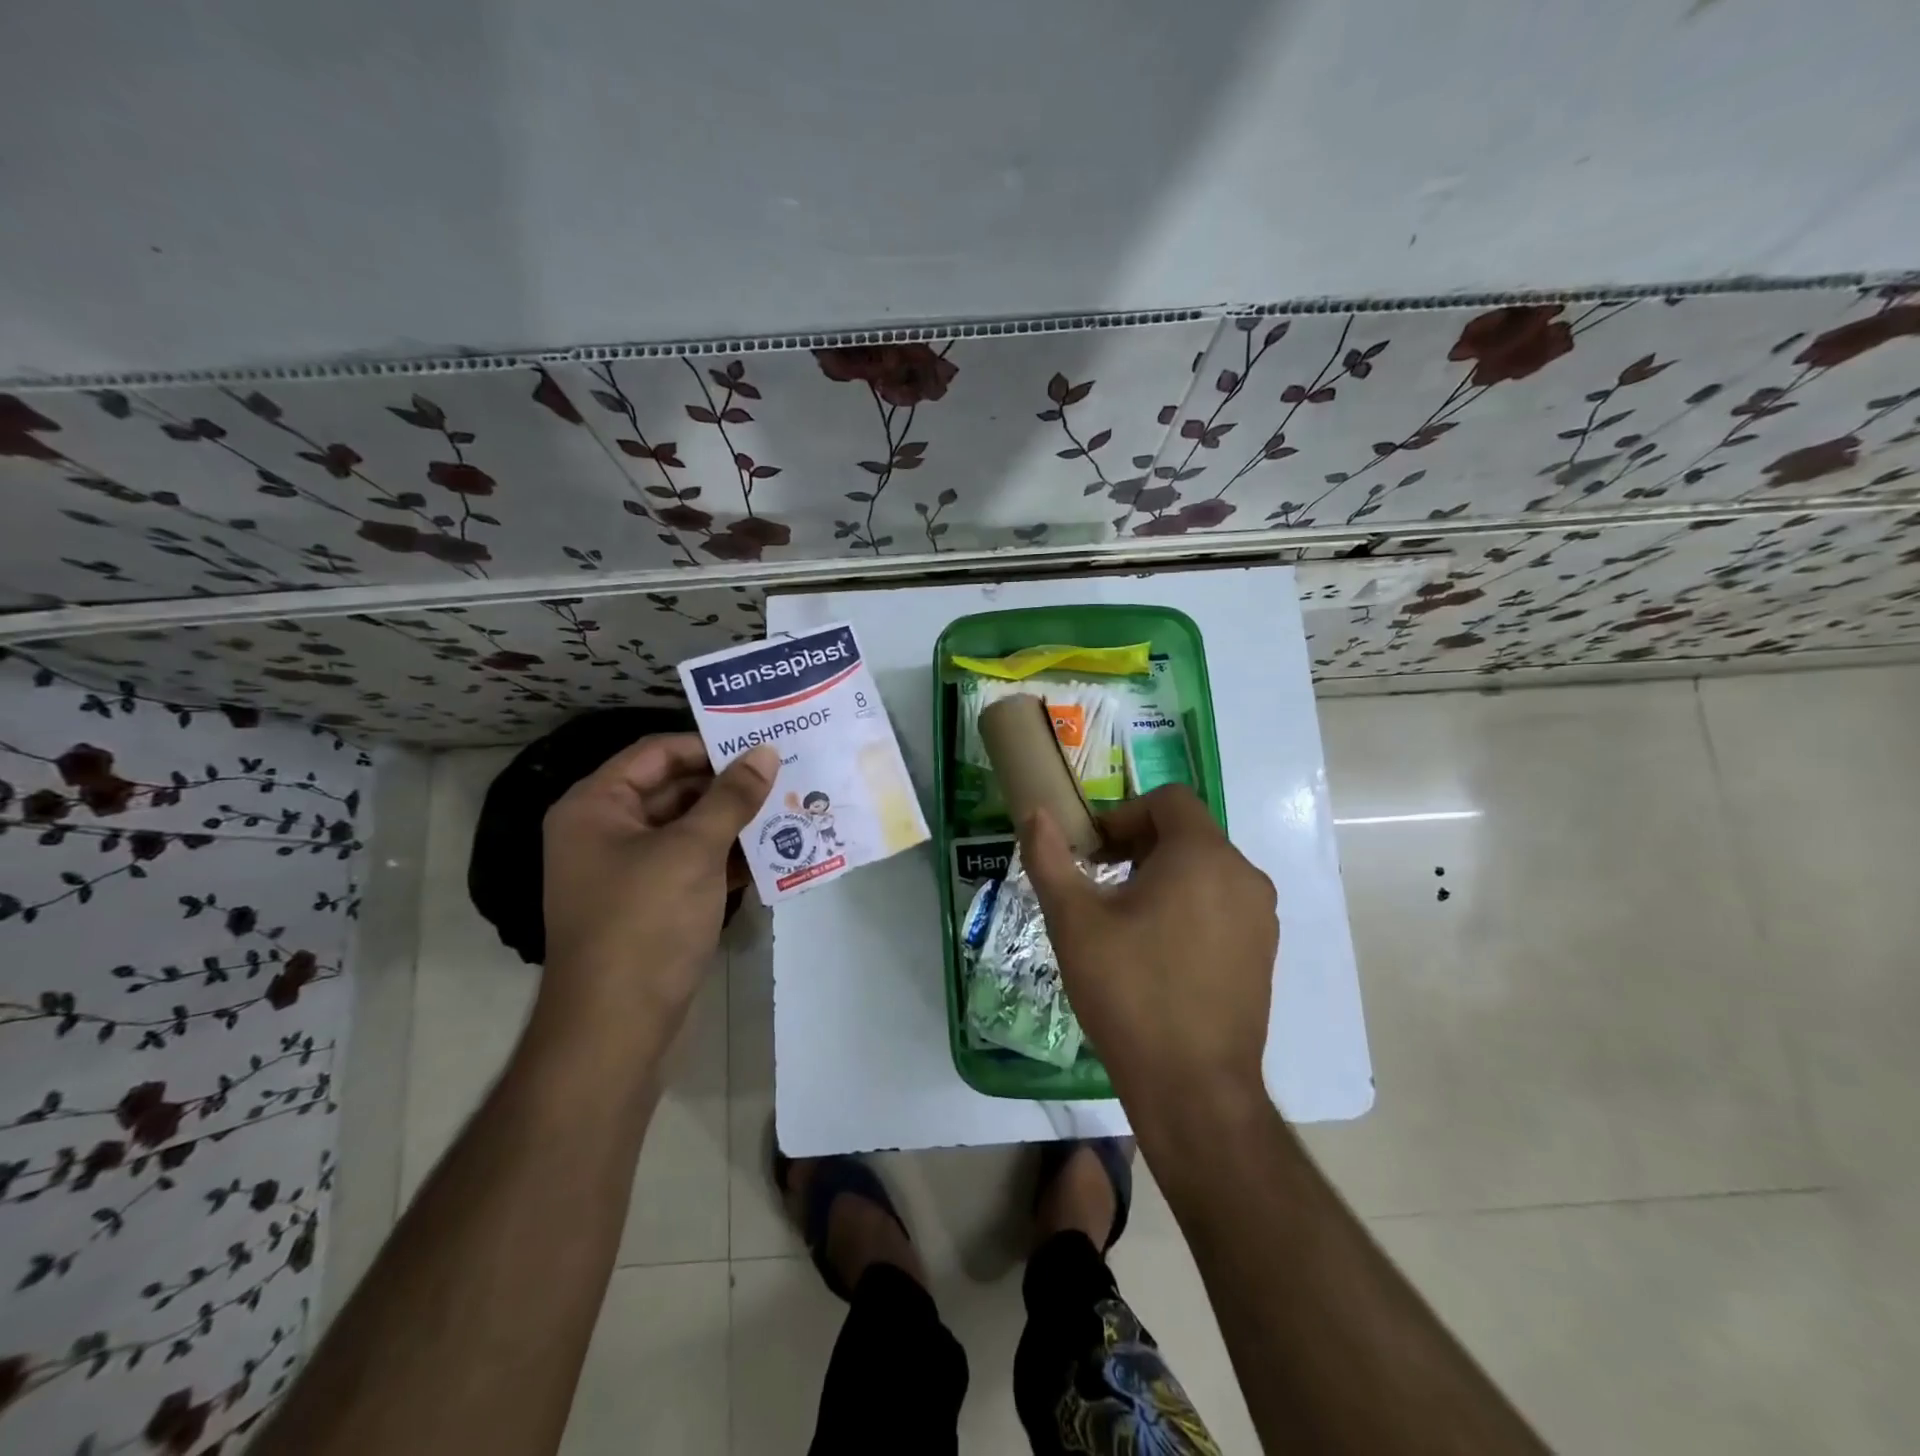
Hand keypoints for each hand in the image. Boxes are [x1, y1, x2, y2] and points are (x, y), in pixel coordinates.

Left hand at [540, 735, 777, 1038]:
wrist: (616, 1027)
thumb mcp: (693, 850)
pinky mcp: (653, 904)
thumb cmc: (645, 923)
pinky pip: (694, 865)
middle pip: (674, 790)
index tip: (761, 745)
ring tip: (790, 807)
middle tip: (786, 774)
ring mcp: (630, 871)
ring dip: (735, 822)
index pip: (657, 754)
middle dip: (729, 785)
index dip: (709, 745)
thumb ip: (732, 797)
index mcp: (596, 807)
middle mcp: (607, 832)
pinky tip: (774, 854)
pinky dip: (728, 858)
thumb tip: (766, 752)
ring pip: (690, 829)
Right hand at [1018, 785, 1277, 1113]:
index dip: (1123, 814)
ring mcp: (1260, 916)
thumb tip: (1035, 811)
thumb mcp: (1074, 922)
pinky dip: (1188, 904)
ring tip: (1124, 918)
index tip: (1092, 851)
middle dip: (1138, 845)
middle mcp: (1243, 875)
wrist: (1194, 1089)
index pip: (1168, 800)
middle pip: (1187, 832)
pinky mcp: (1263, 951)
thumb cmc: (1129, 993)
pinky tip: (1157, 950)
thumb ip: (1049, 858)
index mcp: (1203, 856)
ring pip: (1205, 869)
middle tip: (1099, 881)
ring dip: (1162, 875)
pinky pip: (1222, 903)